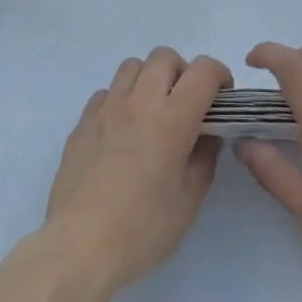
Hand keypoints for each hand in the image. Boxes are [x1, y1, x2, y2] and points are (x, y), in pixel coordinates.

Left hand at [44, 48, 232, 294]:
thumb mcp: (189, 201)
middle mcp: (139, 102)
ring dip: (149, 79)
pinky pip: (106, 91)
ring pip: (132, 66)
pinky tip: (122, 130)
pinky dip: (121, 99)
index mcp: (171, 119)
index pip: (202, 71)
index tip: (222, 97)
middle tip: (186, 104)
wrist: (79, 245)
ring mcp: (106, 108)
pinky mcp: (82, 121)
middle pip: (164, 56)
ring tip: (152, 112)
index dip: (219, 74)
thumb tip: (208, 134)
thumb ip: (204, 158)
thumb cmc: (142, 229)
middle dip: (183, 71)